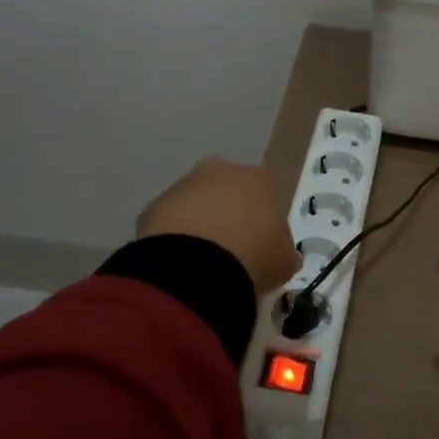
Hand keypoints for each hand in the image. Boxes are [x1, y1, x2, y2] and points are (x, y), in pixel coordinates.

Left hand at [137, 158, 299, 295]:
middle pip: (228, 190)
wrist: (195, 267)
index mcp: (260, 178)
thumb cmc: (254, 256)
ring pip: (196, 203)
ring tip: (202, 262)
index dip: (264, 220)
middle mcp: (222, 171)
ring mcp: (184, 185)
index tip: (262, 245)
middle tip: (230, 250)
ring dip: (199, 224)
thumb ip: (284, 251)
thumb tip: (284, 254)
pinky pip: (170, 222)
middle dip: (228, 213)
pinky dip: (174, 238)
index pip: (267, 193)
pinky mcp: (154, 206)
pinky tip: (180, 264)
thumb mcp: (283, 261)